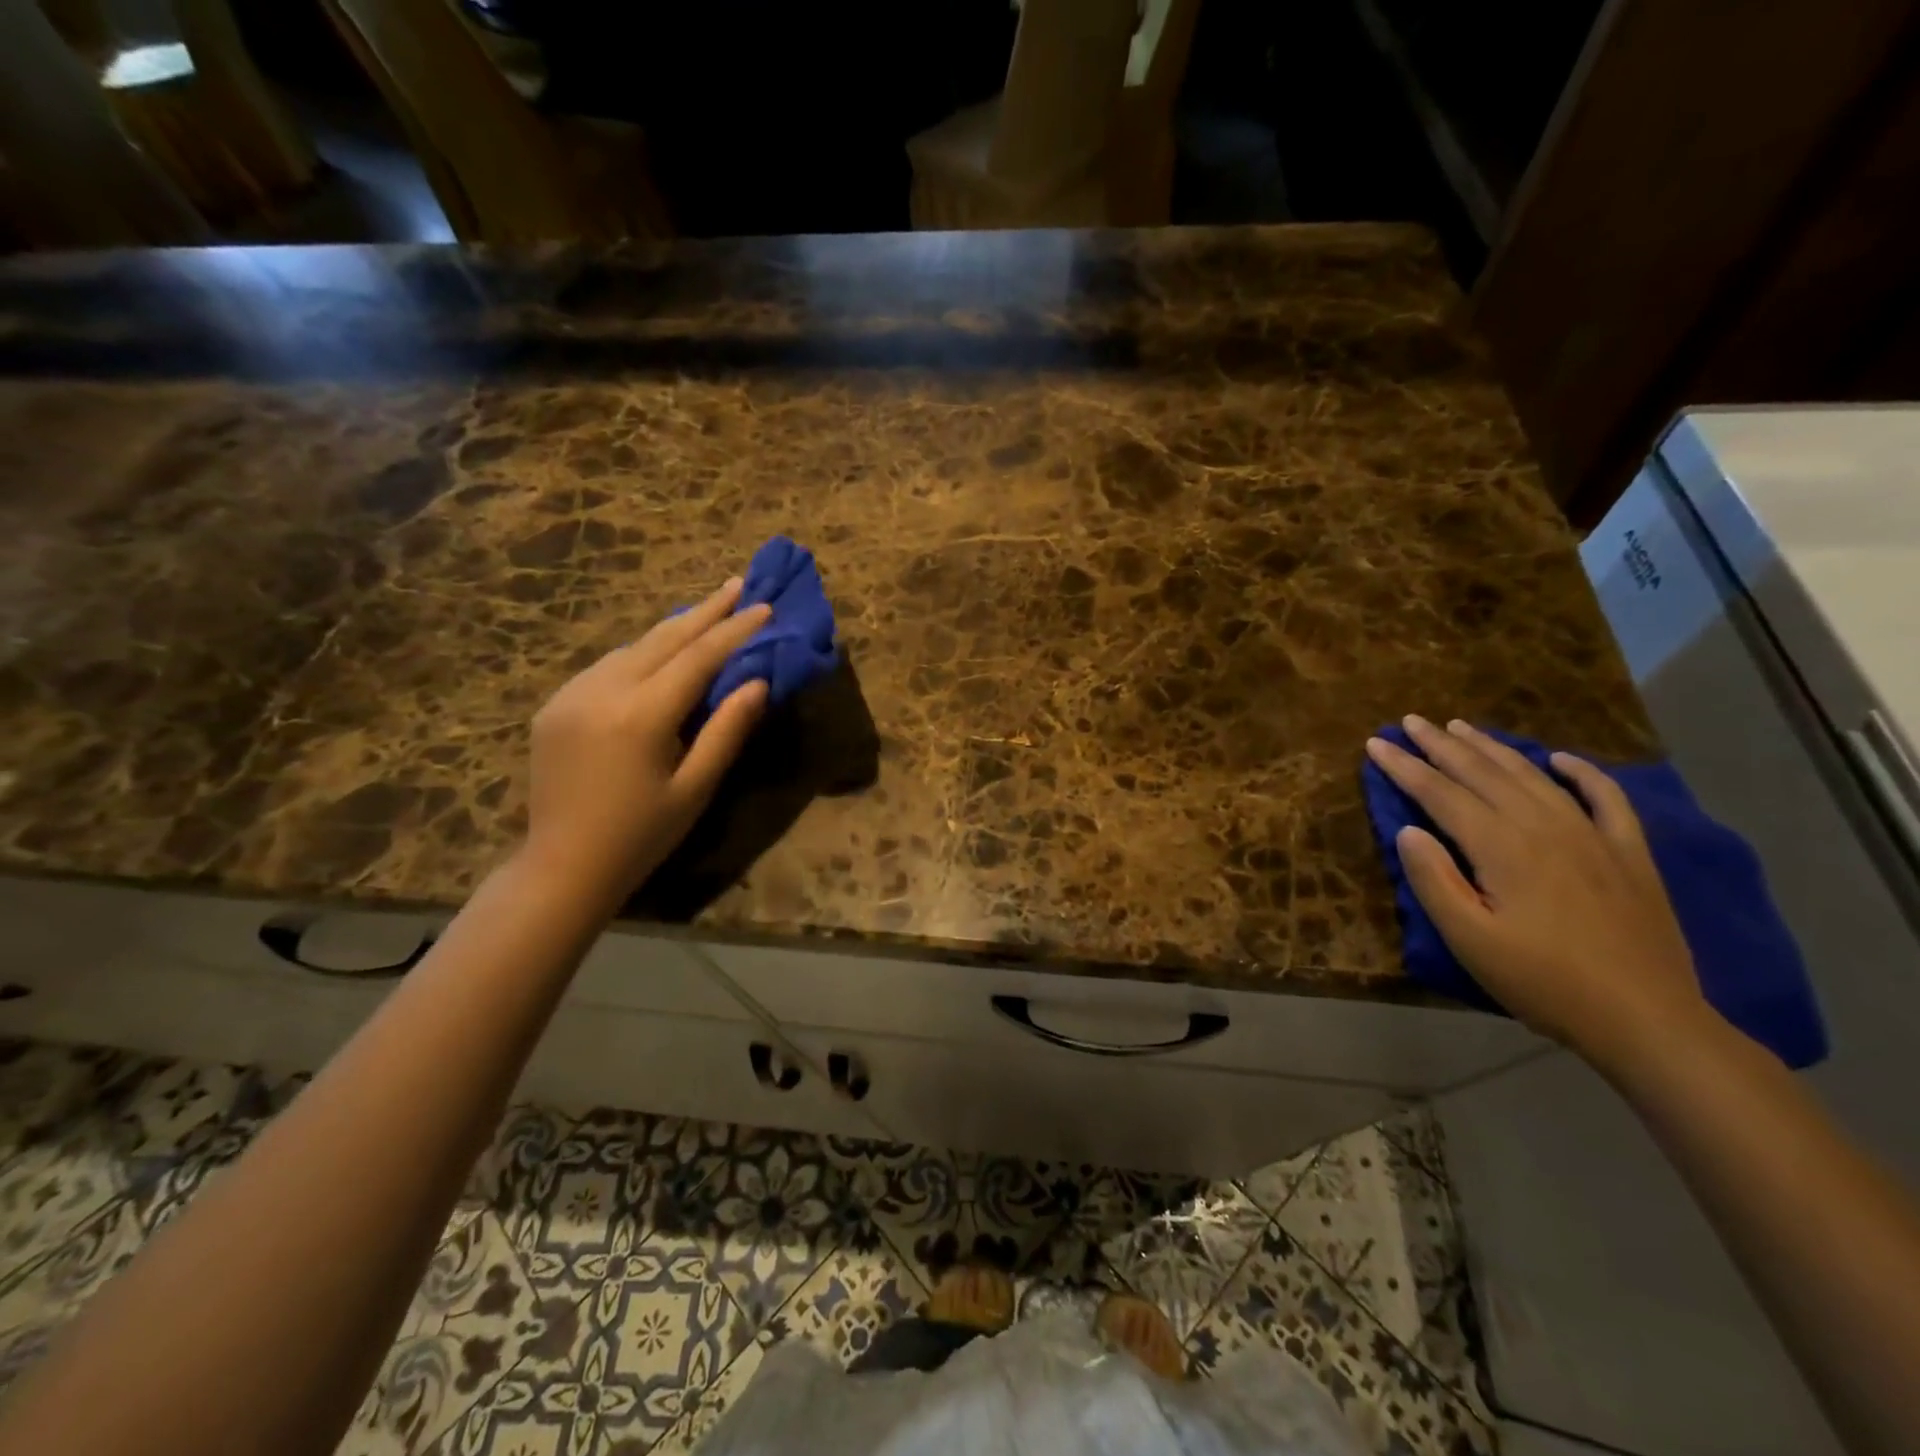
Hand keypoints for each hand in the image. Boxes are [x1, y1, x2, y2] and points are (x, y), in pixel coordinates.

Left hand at [522, 579, 770, 905]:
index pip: (699, 657)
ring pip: (633, 646)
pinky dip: (642, 652)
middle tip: (739, 584)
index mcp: (641, 715)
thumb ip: (727, 730)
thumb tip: (758, 681)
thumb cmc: (642, 835)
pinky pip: (607, 665)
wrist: (563, 866)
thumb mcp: (696, 788)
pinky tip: (661, 653)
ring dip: (674, 628)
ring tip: (707, 613)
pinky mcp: (555, 704)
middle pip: (664, 637)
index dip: (735, 630)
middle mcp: (603, 691)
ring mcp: (572, 694)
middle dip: (706, 610)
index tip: (764, 606)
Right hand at [1366, 715, 1712, 1073]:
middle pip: (1483, 774)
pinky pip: (1606, 798)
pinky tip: (1561, 759)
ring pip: (1533, 776)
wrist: (1647, 1019)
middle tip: (1411, 721)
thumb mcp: (1469, 939)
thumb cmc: (1543, 981)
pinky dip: (1583, 773)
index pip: (1440, 793)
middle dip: (1441, 745)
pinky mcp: (1629, 853)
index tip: (1375, 743)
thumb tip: (1408, 830)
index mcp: (1502, 846)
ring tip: (1461, 727)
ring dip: (1493, 748)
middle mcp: (1544, 826)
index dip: (1404, 767)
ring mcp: (1593, 835)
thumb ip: (1433, 879)